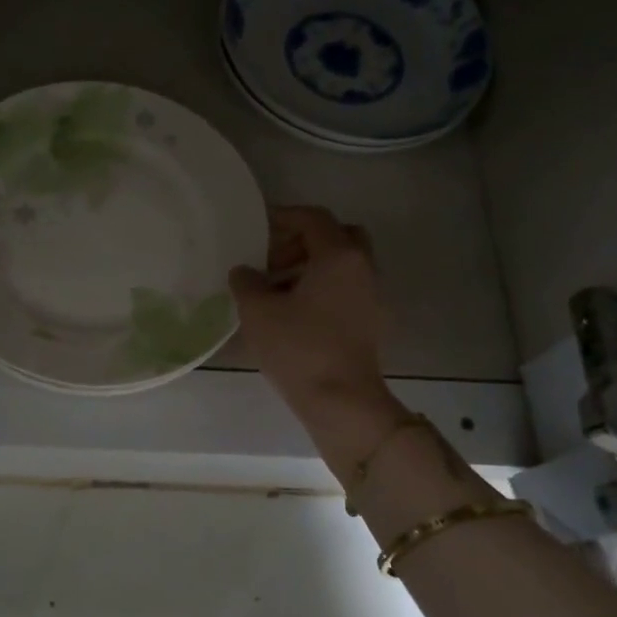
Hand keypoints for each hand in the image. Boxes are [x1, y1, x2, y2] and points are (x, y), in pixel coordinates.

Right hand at [230, 206, 389, 422]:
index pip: (313, 218)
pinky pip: (345, 289)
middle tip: (272, 259)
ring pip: (342, 265)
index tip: (257, 227)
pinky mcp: (370, 322)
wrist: (342, 400)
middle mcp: (363, 268)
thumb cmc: (299, 348)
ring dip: (310, 267)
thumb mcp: (258, 311)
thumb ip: (246, 282)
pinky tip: (293, 313)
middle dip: (302, 241)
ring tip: (275, 290)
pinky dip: (321, 289)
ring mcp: (372, 296)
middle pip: (336, 237)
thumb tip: (244, 272)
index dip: (283, 217)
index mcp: (339, 256)